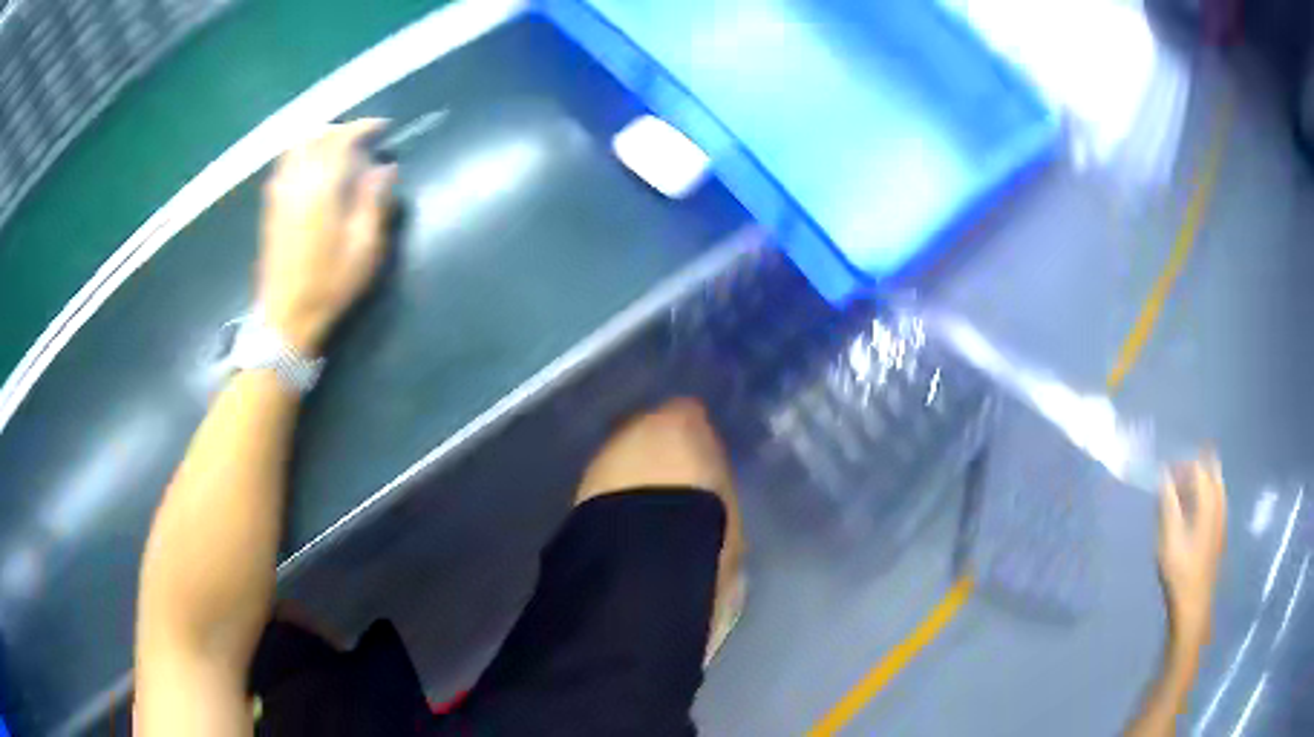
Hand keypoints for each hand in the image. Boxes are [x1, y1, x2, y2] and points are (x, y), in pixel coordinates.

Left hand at [258, 120, 396, 355]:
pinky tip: (313, 166)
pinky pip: (284, 165)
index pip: (341, 139)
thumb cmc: (329, 286)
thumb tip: (385, 167)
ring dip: (319, 138)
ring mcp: (279, 194)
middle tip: (363, 137)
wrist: (286, 318)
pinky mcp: (271, 208)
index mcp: (321, 188)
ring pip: (296, 147)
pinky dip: (301, 153)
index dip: (364, 127)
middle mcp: (296, 182)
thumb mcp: (364, 249)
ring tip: (338, 147)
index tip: (384, 127)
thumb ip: (374, 202)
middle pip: (316, 137)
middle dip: (341, 129)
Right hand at [1158, 454, 1227, 654]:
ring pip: (1215, 485)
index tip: (1164, 472)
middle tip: (1176, 477)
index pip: (1198, 467)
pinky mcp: (1220, 532)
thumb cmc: (1180, 571)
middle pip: (1212, 471)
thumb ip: (1167, 503)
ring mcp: (1222, 518)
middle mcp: (1219, 503)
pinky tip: (1193, 512)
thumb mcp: (1169, 538)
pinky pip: (1216, 500)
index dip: (1181, 465)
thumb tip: (1163, 474)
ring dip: (1200, 482)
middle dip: (1195, 468)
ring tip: (1182, 493)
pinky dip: (1205, 497)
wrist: (1193, 605)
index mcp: (1209, 500)